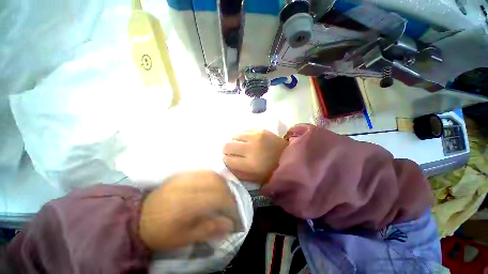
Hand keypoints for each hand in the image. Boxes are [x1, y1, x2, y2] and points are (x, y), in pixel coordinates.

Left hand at [139, 171, 237, 250]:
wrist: (138, 218)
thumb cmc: (162, 232)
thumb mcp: (184, 238)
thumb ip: (209, 229)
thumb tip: (230, 224)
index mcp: (186, 205)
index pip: (216, 197)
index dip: (230, 202)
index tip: (235, 210)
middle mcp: (186, 186)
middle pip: (215, 181)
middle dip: (228, 191)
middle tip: (231, 201)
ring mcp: (183, 177)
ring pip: (210, 174)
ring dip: (222, 182)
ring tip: (225, 192)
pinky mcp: (181, 174)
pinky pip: (202, 171)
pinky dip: (213, 176)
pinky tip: (214, 183)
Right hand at [223, 130, 287, 183]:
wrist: (289, 156)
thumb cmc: (271, 171)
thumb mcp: (254, 179)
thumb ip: (237, 172)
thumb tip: (225, 163)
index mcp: (249, 165)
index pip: (227, 159)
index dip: (225, 160)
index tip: (228, 160)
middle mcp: (250, 149)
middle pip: (227, 145)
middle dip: (226, 150)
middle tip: (232, 152)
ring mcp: (256, 137)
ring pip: (234, 136)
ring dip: (234, 141)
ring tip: (240, 145)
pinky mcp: (260, 130)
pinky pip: (243, 130)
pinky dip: (242, 136)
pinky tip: (247, 140)